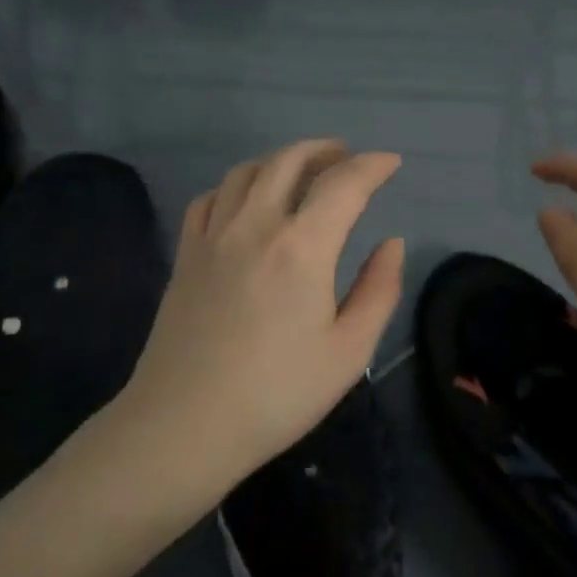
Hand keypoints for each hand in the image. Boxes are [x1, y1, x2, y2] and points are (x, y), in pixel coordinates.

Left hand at [119, 139, 405, 488]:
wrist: (185, 426)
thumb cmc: (277, 394)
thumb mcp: (349, 352)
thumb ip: (378, 290)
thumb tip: (391, 244)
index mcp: (302, 247)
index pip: (343, 184)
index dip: (372, 166)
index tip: (391, 163)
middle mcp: (255, 225)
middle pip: (288, 161)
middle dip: (324, 150)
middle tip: (346, 157)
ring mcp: (213, 236)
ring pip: (246, 172)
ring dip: (280, 160)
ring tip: (301, 171)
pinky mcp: (186, 254)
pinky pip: (210, 198)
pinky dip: (236, 185)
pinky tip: (246, 200)